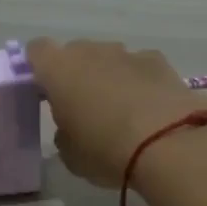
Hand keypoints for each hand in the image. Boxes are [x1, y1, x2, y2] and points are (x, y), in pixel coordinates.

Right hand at [27, 38, 206, 187]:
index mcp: (58, 69)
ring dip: (109, 77)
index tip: (44, 93)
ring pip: (109, 59)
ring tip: (121, 112)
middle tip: (82, 108)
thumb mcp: (71, 155)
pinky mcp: (160, 61)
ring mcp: (127, 53)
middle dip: (76, 74)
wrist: (170, 143)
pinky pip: (139, 67)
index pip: (36, 51)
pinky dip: (140, 82)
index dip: (38, 69)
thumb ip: (64, 133)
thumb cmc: (105, 149)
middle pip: (75, 53)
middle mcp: (90, 51)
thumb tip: (71, 127)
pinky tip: (150, 109)